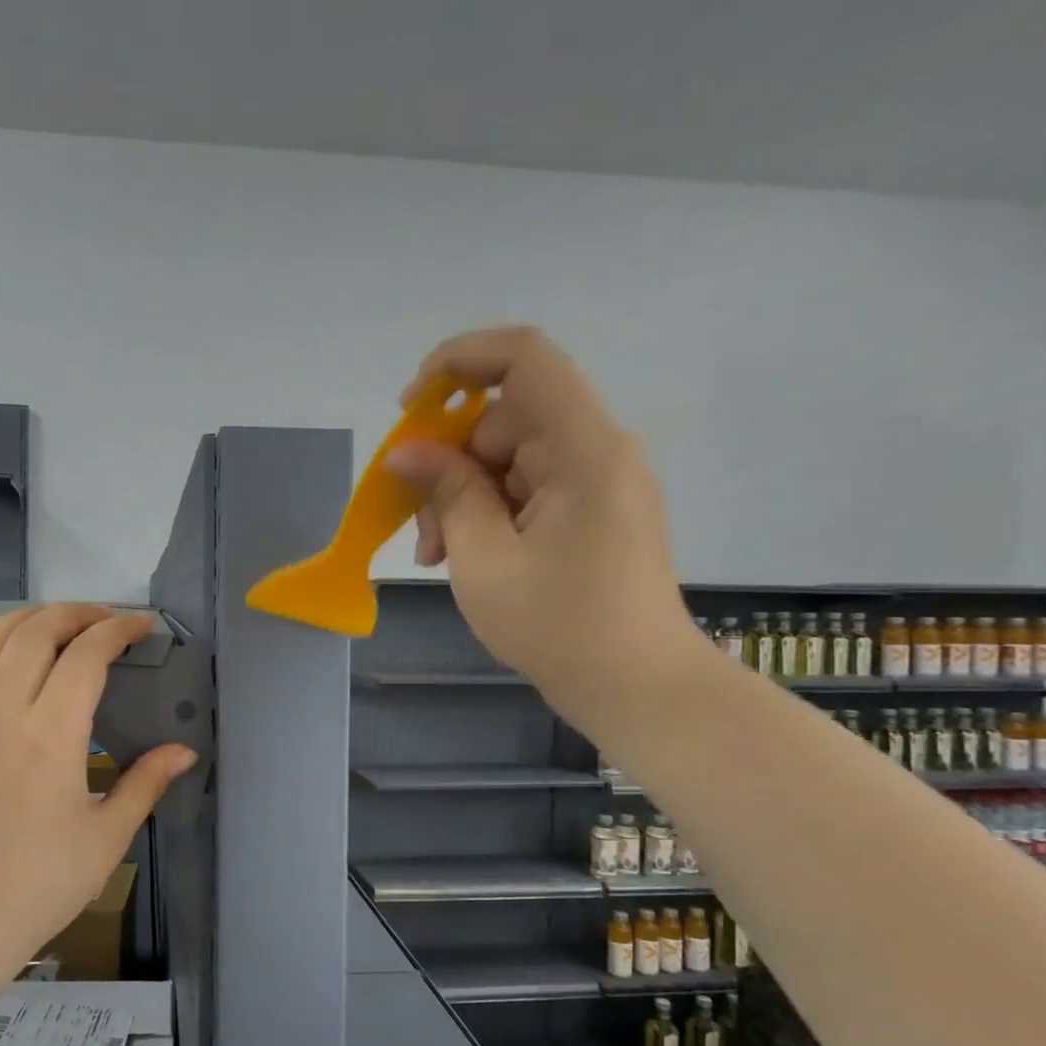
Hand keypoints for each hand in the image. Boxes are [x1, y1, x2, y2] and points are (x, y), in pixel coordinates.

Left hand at [0, 602, 197, 975]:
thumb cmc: (43, 882)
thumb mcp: (108, 836)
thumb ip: (146, 783)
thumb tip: (185, 750)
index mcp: (54, 737)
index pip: (86, 658)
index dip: (116, 631)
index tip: (142, 627)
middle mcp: (6, 717)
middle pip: (36, 636)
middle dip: (75, 614)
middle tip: (105, 620)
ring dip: (26, 617)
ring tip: (57, 616)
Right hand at [387, 326, 704, 723]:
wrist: (638, 688)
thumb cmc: (559, 625)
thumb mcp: (483, 559)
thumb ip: (447, 492)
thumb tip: (407, 452)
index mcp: (584, 449)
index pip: (525, 358)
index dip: (460, 361)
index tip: (411, 407)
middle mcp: (596, 451)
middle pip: (506, 418)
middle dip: (450, 463)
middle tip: (420, 528)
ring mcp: (595, 483)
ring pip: (508, 459)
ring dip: (463, 497)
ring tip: (435, 555)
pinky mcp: (590, 512)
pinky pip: (526, 489)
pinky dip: (488, 514)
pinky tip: (464, 557)